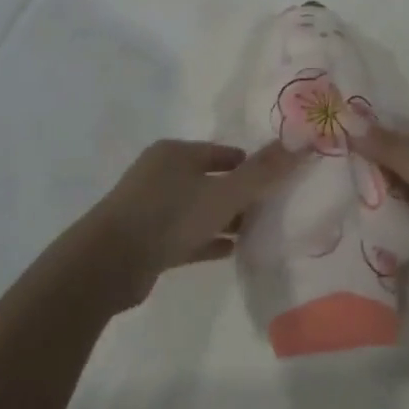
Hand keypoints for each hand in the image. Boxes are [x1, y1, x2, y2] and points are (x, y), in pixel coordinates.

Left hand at [76, 139, 300, 309]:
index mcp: (176, 153)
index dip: (251, 165)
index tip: (277, 183)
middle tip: (274, 209)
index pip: (224, 153)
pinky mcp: (147, 239)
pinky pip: (187, 235)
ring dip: (227, 219)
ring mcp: (151, 207)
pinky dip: (209, 240)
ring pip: (200, 209)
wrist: (107, 265)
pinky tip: (234, 251)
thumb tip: (302, 143)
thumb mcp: (224, 193)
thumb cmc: (169, 216)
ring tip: (260, 232)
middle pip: (212, 180)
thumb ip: (263, 172)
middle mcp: (162, 174)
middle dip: (242, 194)